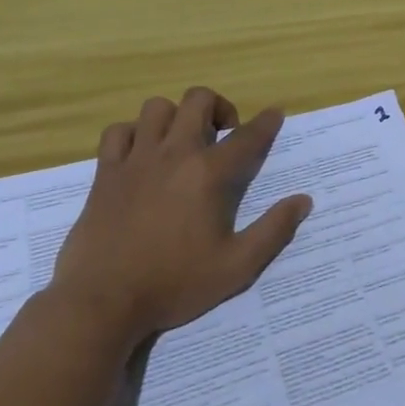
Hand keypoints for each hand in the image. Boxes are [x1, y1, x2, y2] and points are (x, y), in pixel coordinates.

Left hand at [52, 87, 311, 342]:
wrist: (101, 303)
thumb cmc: (173, 284)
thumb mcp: (236, 267)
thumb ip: (273, 231)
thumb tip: (303, 201)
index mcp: (208, 174)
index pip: (247, 136)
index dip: (266, 122)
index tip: (274, 114)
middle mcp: (174, 154)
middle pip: (198, 101)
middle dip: (218, 107)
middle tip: (222, 134)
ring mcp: (136, 160)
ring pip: (156, 108)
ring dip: (175, 116)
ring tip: (181, 140)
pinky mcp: (105, 173)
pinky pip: (117, 132)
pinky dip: (133, 133)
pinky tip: (140, 154)